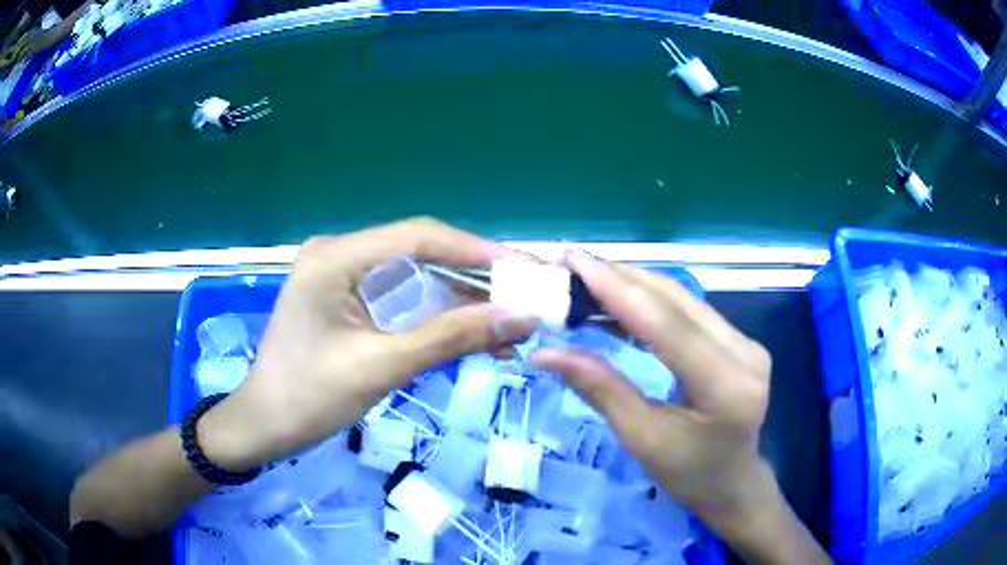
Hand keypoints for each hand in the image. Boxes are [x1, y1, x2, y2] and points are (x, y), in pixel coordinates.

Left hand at [199, 218, 535, 470]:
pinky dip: (437, 320)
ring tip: (511, 327)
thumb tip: (521, 318)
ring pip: (417, 282)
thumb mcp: (381, 367)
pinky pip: (402, 303)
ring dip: (461, 305)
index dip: (475, 251)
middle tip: (526, 297)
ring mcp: (344, 279)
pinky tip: (475, 338)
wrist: (264, 427)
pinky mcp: (349, 303)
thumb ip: (450, 337)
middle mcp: (341, 255)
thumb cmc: (309, 398)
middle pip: (421, 256)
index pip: (418, 237)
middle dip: (475, 280)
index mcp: (336, 258)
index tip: (524, 269)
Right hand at [531, 251, 797, 553]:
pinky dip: (651, 302)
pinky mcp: (739, 341)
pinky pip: (689, 311)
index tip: (572, 260)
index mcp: (726, 385)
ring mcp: (746, 342)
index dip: (616, 288)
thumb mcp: (642, 439)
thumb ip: (600, 389)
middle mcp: (745, 352)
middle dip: (620, 277)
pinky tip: (619, 301)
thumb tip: (545, 352)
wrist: (733, 483)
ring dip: (633, 285)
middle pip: (676, 300)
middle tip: (570, 265)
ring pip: (683, 298)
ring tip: (586, 279)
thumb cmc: (688, 475)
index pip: (666, 324)